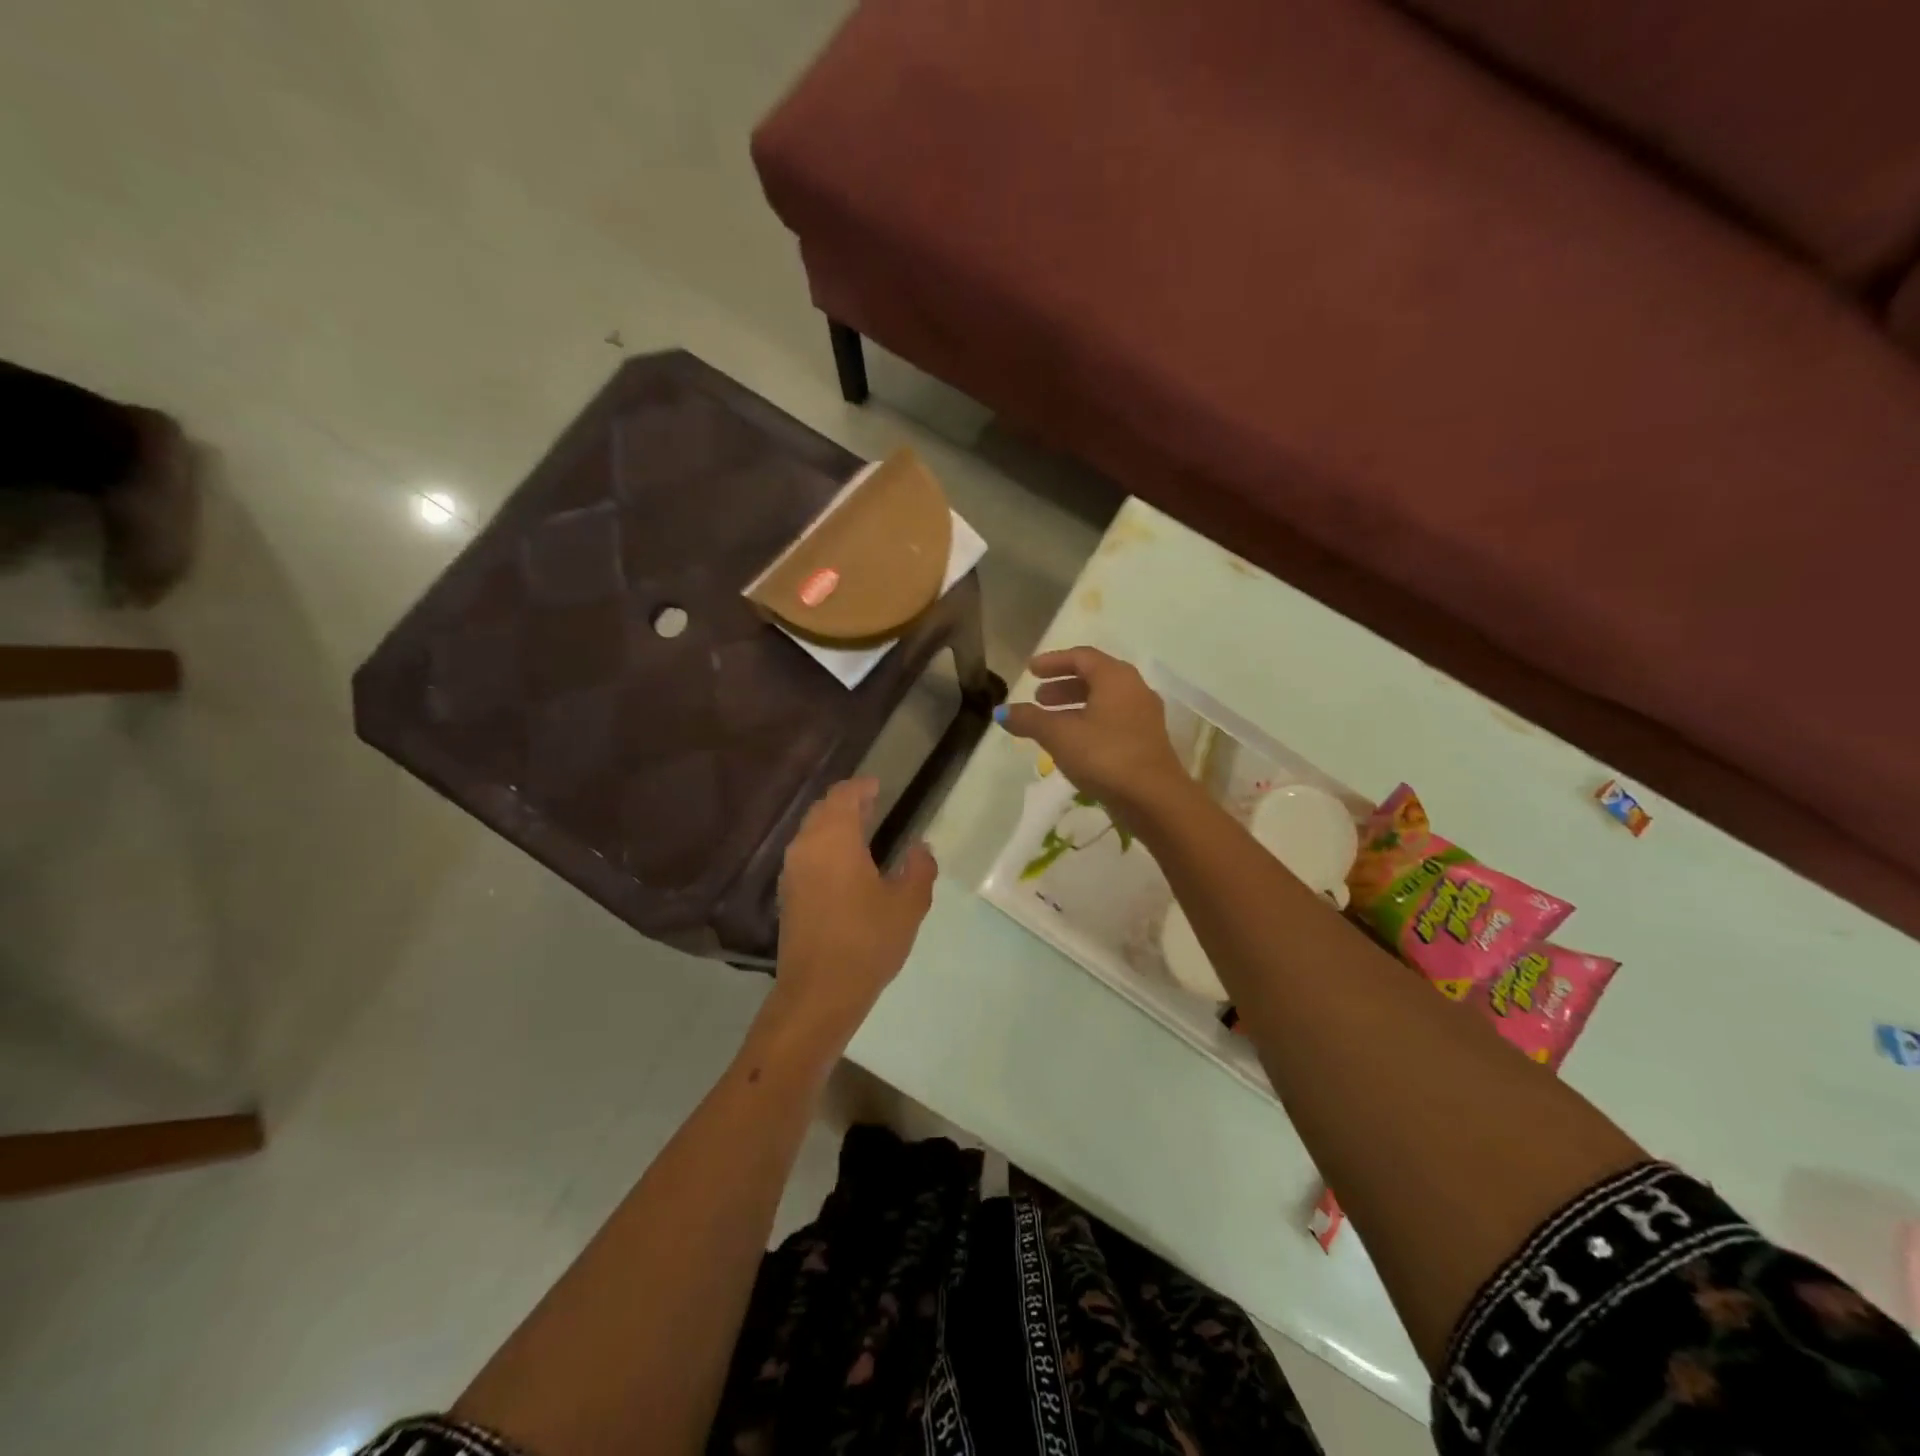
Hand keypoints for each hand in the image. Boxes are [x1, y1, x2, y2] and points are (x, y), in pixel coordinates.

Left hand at [766, 778, 937, 1053]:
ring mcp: (792, 872)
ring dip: (834, 826)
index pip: (843, 796)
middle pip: (822, 810)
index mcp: (835, 840)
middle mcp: (806, 847)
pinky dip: (825, 848)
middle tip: (873, 804)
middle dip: (846, 803)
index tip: (878, 785)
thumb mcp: (908, 905)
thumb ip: (918, 869)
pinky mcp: (788, 896)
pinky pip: (806, 855)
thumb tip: (919, 847)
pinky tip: (845, 866)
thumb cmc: (867, 942)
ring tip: (862, 832)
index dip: (861, 787)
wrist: (818, 994)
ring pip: (811, 833)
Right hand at [997, 647, 1192, 828]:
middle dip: (1063, 686)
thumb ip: (1030, 720)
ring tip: (1050, 722)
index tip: (1031, 670)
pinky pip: (1113, 720)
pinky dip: (1089, 722)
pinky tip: (1073, 743)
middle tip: (1038, 698)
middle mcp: (1134, 689)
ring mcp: (1144, 716)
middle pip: (1094, 677)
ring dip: (1075, 706)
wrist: (1154, 799)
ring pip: (1104, 701)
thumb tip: (1002, 711)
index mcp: (1115, 677)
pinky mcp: (1147, 741)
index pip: (1081, 657)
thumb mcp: (1059, 736)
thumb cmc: (1105, 756)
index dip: (1053, 661)